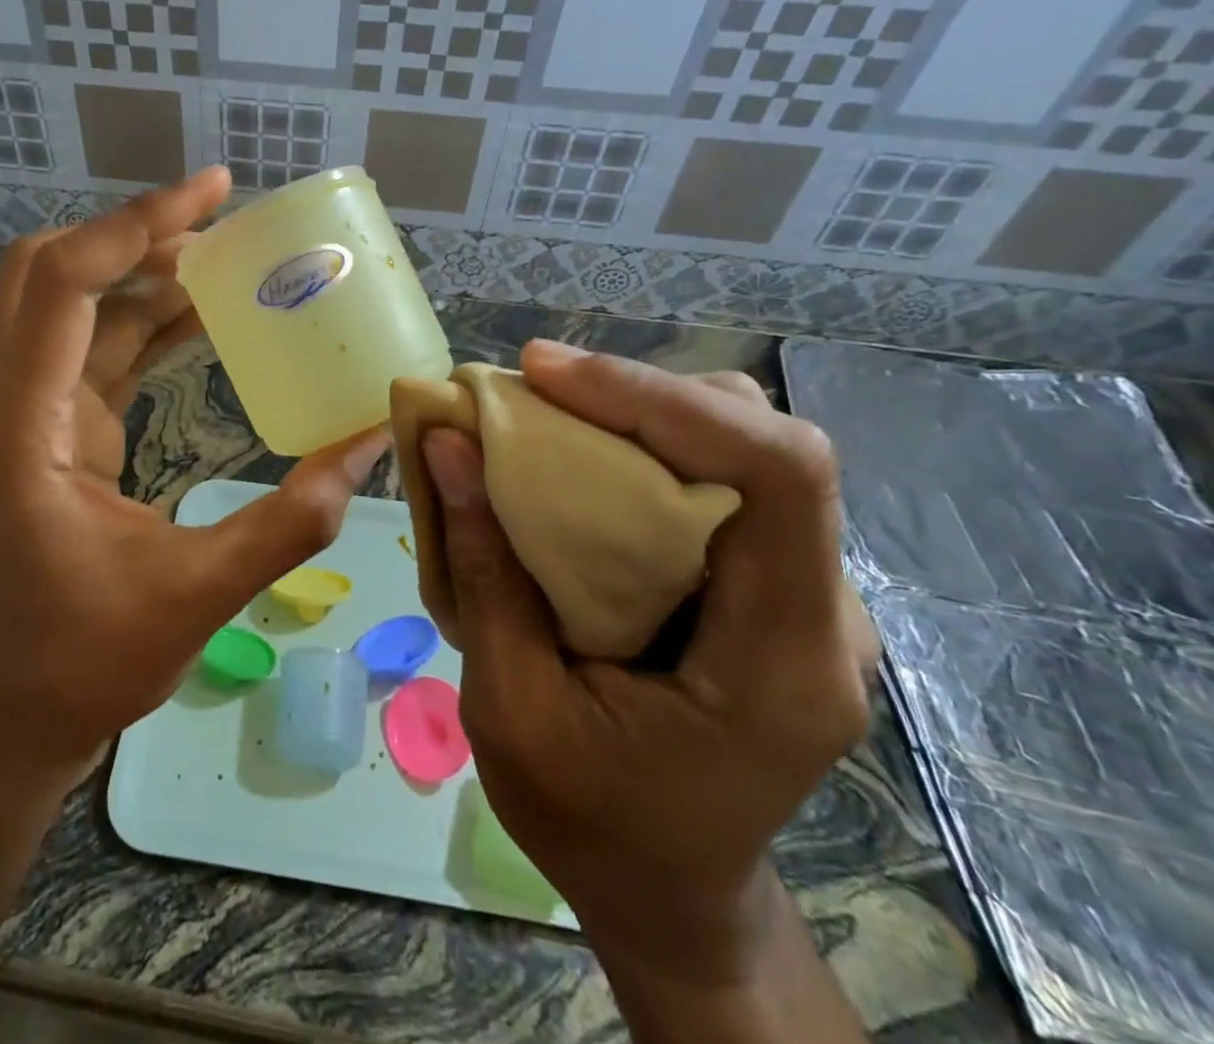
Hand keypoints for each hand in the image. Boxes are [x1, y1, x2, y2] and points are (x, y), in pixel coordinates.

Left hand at [0, 168, 386, 784]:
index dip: (137, 226)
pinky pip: (96, 346)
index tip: (214, 191)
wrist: (19, 710)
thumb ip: (288, 522)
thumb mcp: (197, 594)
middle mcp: (11, 400)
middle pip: (49, 271)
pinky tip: (205, 316)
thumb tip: (368, 451)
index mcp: (23, 426)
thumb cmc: (88, 658)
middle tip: (219, 221)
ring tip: (228, 259)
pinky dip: (146, 318)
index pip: (64, 283)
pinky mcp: (54, 426)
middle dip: (134, 234)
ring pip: (74, 303)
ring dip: (145, 272)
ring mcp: (28, 410)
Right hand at [420, 342, 878, 985]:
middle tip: (531, 387)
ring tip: (543, 412)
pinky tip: (575, 459)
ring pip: (739, 448)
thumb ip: (484, 572)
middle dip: (641, 394)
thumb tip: (448, 444)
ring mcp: (798, 596)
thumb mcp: (510, 711)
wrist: (668, 894)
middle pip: (761, 442)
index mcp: (782, 658)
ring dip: (638, 412)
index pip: (779, 472)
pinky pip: (714, 481)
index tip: (544, 374)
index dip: (662, 397)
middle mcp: (819, 611)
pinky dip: (639, 447)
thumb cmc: (591, 823)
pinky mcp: (761, 587)